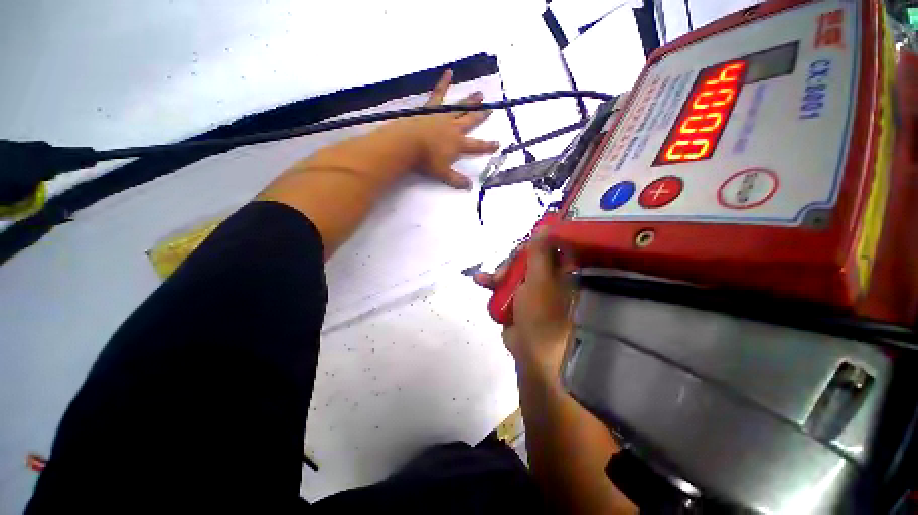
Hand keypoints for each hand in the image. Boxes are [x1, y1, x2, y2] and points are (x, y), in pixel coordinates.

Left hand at [383, 70, 499, 189]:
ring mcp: (443, 116)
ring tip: (480, 93)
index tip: (498, 143)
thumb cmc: (426, 160)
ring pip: (460, 107)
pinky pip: (439, 94)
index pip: (477, 146)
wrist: (407, 144)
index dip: (488, 146)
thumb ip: (457, 180)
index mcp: (458, 144)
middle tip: (490, 109)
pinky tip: (449, 72)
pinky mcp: (430, 108)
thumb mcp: (443, 174)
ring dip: (470, 100)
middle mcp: (454, 128)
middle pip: (471, 121)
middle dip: (481, 116)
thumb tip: (470, 187)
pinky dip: (444, 83)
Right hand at [475, 230, 575, 380]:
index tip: (523, 243)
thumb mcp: (540, 279)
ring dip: (498, 272)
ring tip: (487, 279)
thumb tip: (544, 226)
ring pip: (512, 271)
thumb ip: (540, 252)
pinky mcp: (516, 300)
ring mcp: (530, 289)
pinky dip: (492, 283)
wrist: (532, 352)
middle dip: (512, 261)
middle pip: (527, 258)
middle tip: (505, 270)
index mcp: (560, 272)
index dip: (536, 241)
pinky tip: (480, 280)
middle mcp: (547, 278)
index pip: (551, 247)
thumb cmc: (541, 312)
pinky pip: (503, 285)